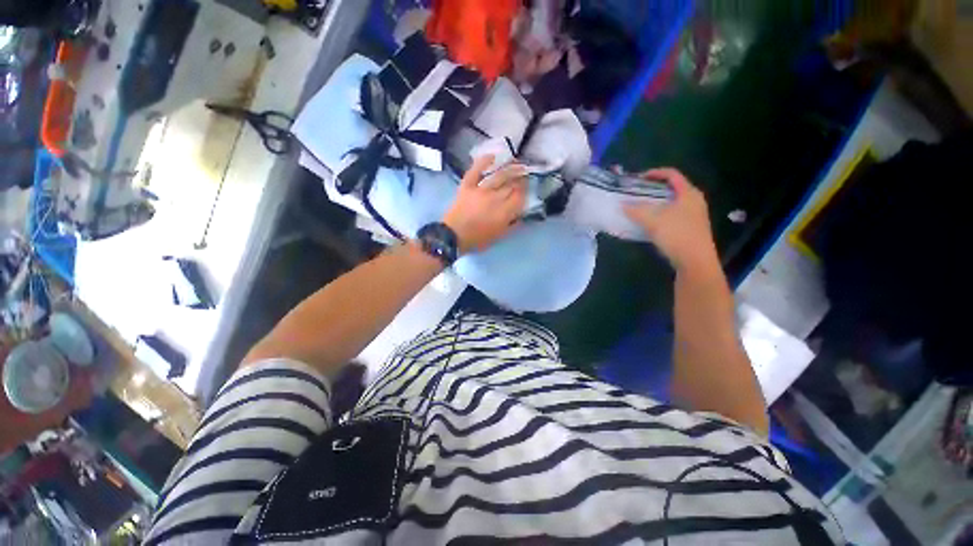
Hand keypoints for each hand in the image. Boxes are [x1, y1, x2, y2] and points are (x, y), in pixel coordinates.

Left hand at [443, 155, 527, 253]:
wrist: (453, 236)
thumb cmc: (477, 239)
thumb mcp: (498, 236)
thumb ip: (512, 225)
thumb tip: (521, 215)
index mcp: (504, 212)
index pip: (519, 196)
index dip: (525, 190)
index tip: (527, 186)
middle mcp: (495, 198)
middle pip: (511, 184)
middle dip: (520, 178)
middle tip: (524, 173)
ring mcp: (480, 190)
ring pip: (498, 175)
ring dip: (509, 167)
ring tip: (516, 162)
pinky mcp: (467, 185)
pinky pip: (476, 170)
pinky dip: (483, 161)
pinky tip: (492, 156)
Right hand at [623, 168, 719, 271]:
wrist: (695, 261)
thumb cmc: (677, 235)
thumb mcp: (653, 221)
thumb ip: (636, 210)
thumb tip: (622, 204)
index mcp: (688, 193)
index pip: (672, 174)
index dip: (654, 173)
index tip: (638, 178)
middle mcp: (693, 201)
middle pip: (672, 188)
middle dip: (652, 189)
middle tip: (636, 193)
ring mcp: (693, 216)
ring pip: (671, 203)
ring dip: (655, 203)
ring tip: (639, 208)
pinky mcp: (690, 229)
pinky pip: (672, 215)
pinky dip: (659, 215)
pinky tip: (648, 223)